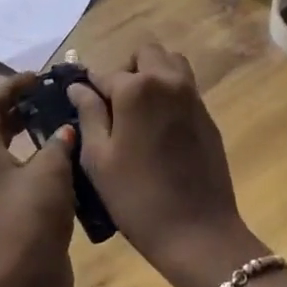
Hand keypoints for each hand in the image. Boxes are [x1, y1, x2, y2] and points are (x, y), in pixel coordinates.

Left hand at [0, 72, 78, 286]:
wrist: (19, 286)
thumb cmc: (27, 219)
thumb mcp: (49, 172)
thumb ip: (60, 142)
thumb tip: (67, 128)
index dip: (15, 86)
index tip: (43, 76)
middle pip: (2, 125)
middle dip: (29, 108)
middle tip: (61, 97)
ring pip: (19, 151)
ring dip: (43, 136)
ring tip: (75, 123)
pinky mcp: (17, 212)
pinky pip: (32, 175)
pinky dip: (50, 163)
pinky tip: (80, 160)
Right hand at [69, 44, 270, 286]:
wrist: (198, 232)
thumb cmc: (137, 198)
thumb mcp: (98, 159)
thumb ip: (88, 114)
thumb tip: (79, 87)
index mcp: (137, 89)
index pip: (104, 74)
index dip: (89, 88)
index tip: (80, 103)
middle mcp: (168, 81)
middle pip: (145, 54)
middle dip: (126, 70)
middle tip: (114, 105)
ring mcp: (192, 97)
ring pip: (171, 63)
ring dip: (152, 74)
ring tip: (137, 111)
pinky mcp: (207, 116)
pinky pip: (185, 87)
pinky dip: (169, 92)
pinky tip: (158, 128)